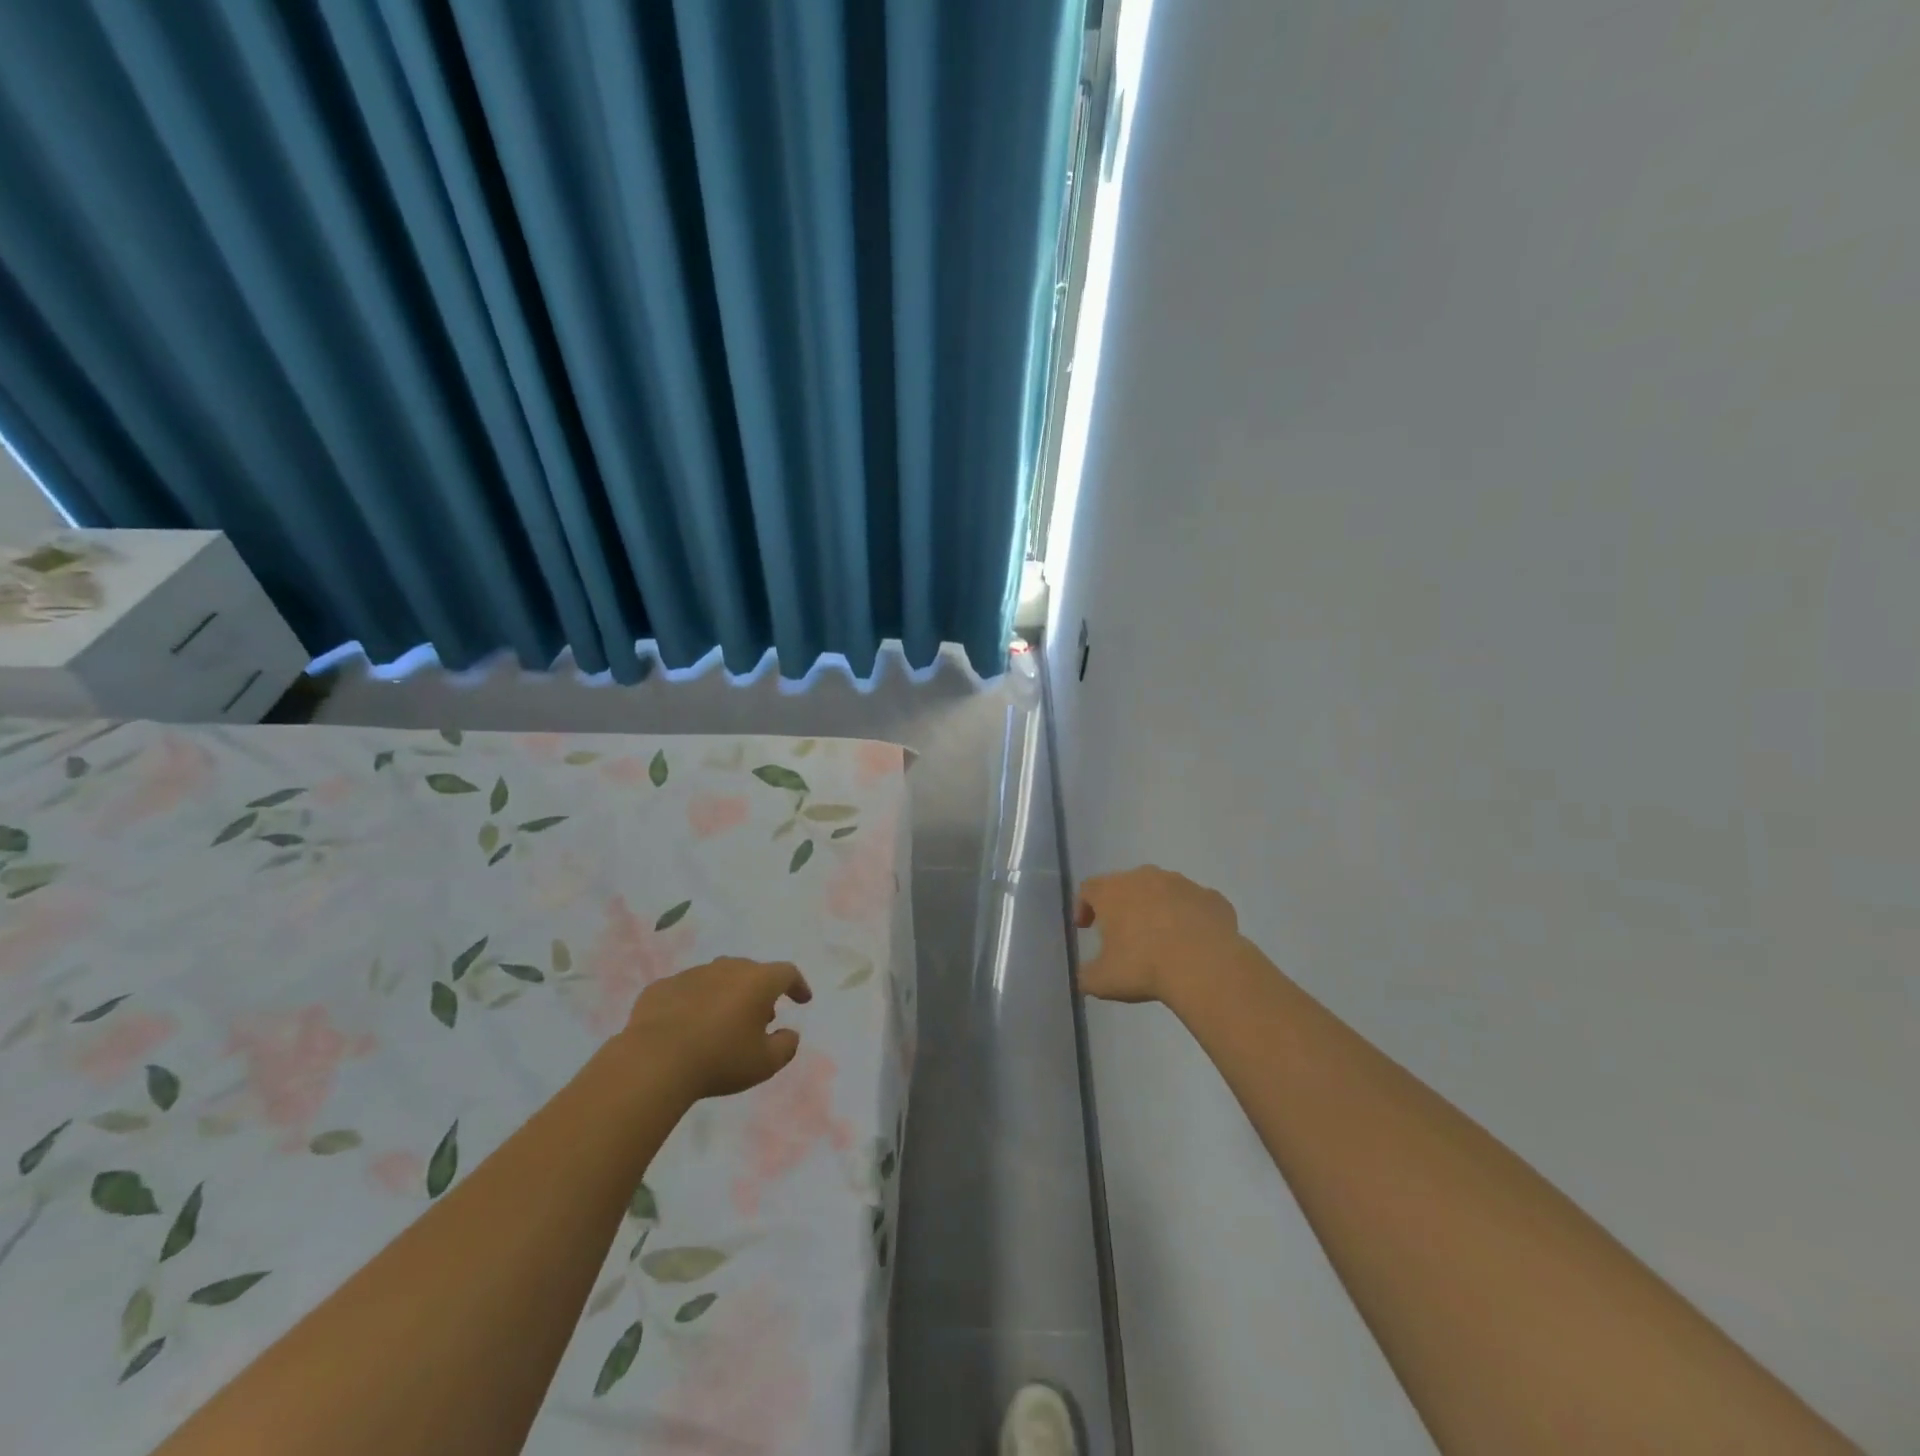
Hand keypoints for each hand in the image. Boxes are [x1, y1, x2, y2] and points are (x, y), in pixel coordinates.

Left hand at [622, 958, 812, 1100]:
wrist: (655, 1061)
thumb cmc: (720, 1059)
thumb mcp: (765, 1063)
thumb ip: (786, 1046)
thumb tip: (790, 1034)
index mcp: (757, 981)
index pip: (787, 973)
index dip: (797, 985)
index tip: (802, 1000)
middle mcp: (727, 968)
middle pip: (751, 972)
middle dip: (759, 991)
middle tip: (760, 1017)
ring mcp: (692, 974)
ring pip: (717, 978)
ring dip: (725, 995)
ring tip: (722, 1022)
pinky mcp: (661, 987)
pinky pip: (686, 991)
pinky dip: (693, 1003)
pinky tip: (687, 1026)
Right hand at [1076, 866, 1243, 1006]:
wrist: (1205, 966)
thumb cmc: (1144, 967)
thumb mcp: (1102, 981)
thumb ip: (1086, 976)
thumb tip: (1084, 976)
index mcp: (1113, 891)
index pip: (1088, 889)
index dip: (1083, 907)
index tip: (1084, 928)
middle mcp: (1145, 878)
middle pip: (1126, 884)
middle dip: (1122, 906)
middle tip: (1122, 933)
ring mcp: (1182, 884)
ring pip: (1163, 890)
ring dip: (1157, 908)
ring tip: (1161, 939)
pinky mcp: (1212, 898)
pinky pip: (1195, 904)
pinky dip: (1190, 917)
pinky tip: (1193, 942)